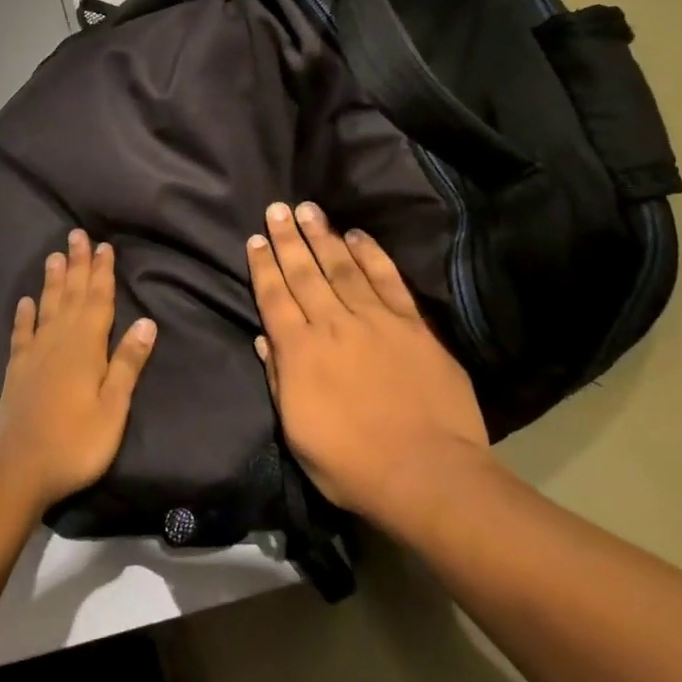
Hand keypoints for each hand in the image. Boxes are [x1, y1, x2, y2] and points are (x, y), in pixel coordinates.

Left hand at [0, 229, 156, 513]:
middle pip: (70, 295)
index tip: (104, 246)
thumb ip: (127, 364)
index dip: (102, 273)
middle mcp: (59, 341)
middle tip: (77, 235)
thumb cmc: (76, 442)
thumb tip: (146, 322)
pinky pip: (21, 333)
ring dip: (52, 281)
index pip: (97, 301)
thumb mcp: (114, 407)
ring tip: (54, 255)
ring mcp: (34, 353)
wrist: (20, 468)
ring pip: (46, 307)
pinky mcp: (17, 369)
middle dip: (76, 265)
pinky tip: (25, 301)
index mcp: (86, 348)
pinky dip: (24, 314)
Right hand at [248, 201, 491, 531]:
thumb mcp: (297, 432)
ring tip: (308, 209)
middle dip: (287, 239)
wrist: (426, 473)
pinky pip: (388, 280)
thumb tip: (264, 338)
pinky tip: (358, 235)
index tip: (255, 239)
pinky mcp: (412, 325)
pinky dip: (372, 255)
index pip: (274, 298)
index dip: (263, 267)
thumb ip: (279, 379)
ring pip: (342, 267)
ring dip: (323, 236)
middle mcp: (333, 325)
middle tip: (277, 208)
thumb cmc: (352, 463)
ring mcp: (375, 321)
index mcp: (300, 352)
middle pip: (304, 273)